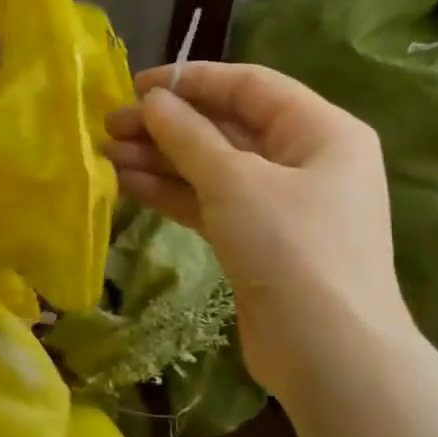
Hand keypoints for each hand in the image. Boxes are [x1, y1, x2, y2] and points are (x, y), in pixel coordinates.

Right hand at [102, 62, 414, 395]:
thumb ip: (189, 135)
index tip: (137, 86)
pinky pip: (210, 201)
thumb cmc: (292, 249)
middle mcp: (304, 159)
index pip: (249, 86)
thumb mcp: (235, 181)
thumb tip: (153, 101)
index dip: (191, 80)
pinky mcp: (257, 239)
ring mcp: (280, 203)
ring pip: (212, 166)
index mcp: (320, 130)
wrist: (329, 355)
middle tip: (111, 125)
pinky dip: (172, 191)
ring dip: (161, 159)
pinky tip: (129, 183)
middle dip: (167, 125)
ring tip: (107, 153)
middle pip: (226, 126)